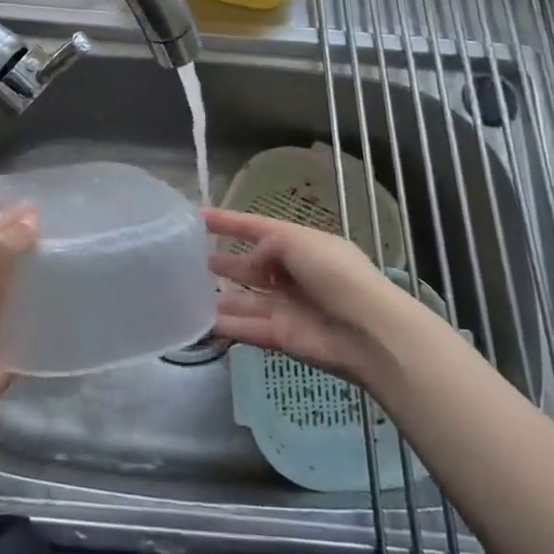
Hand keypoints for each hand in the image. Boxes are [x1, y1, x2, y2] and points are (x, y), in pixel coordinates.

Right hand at [207, 207, 418, 387]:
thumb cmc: (335, 274)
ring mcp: (287, 306)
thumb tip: (252, 259)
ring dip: (220, 296)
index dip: (229, 222)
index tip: (197, 216)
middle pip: (251, 266)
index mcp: (302, 245)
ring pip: (245, 299)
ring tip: (186, 291)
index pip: (258, 228)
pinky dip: (225, 326)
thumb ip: (268, 245)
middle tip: (190, 259)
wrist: (367, 331)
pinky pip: (247, 328)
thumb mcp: (299, 242)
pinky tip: (199, 322)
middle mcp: (293, 274)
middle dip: (225, 262)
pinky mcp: (281, 336)